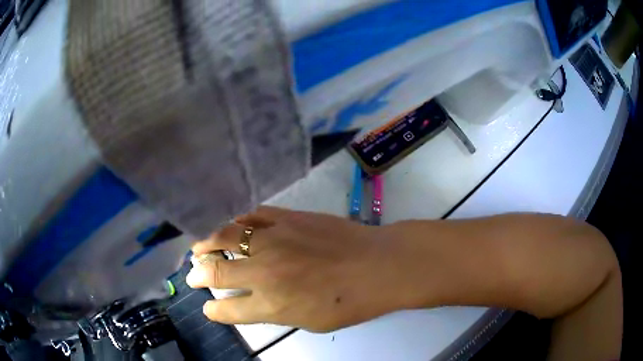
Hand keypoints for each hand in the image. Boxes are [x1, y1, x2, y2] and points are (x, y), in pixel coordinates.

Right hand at [186, 206, 414, 331]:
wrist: (378, 265)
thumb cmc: (349, 302)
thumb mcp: (309, 320)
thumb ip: (276, 311)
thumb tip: (254, 301)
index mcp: (271, 304)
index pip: (229, 309)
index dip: (214, 309)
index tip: (207, 307)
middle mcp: (264, 272)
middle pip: (218, 272)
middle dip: (200, 275)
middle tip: (193, 275)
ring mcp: (274, 239)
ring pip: (227, 236)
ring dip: (207, 243)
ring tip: (199, 247)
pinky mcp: (288, 217)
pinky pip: (253, 216)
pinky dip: (238, 221)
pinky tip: (232, 224)